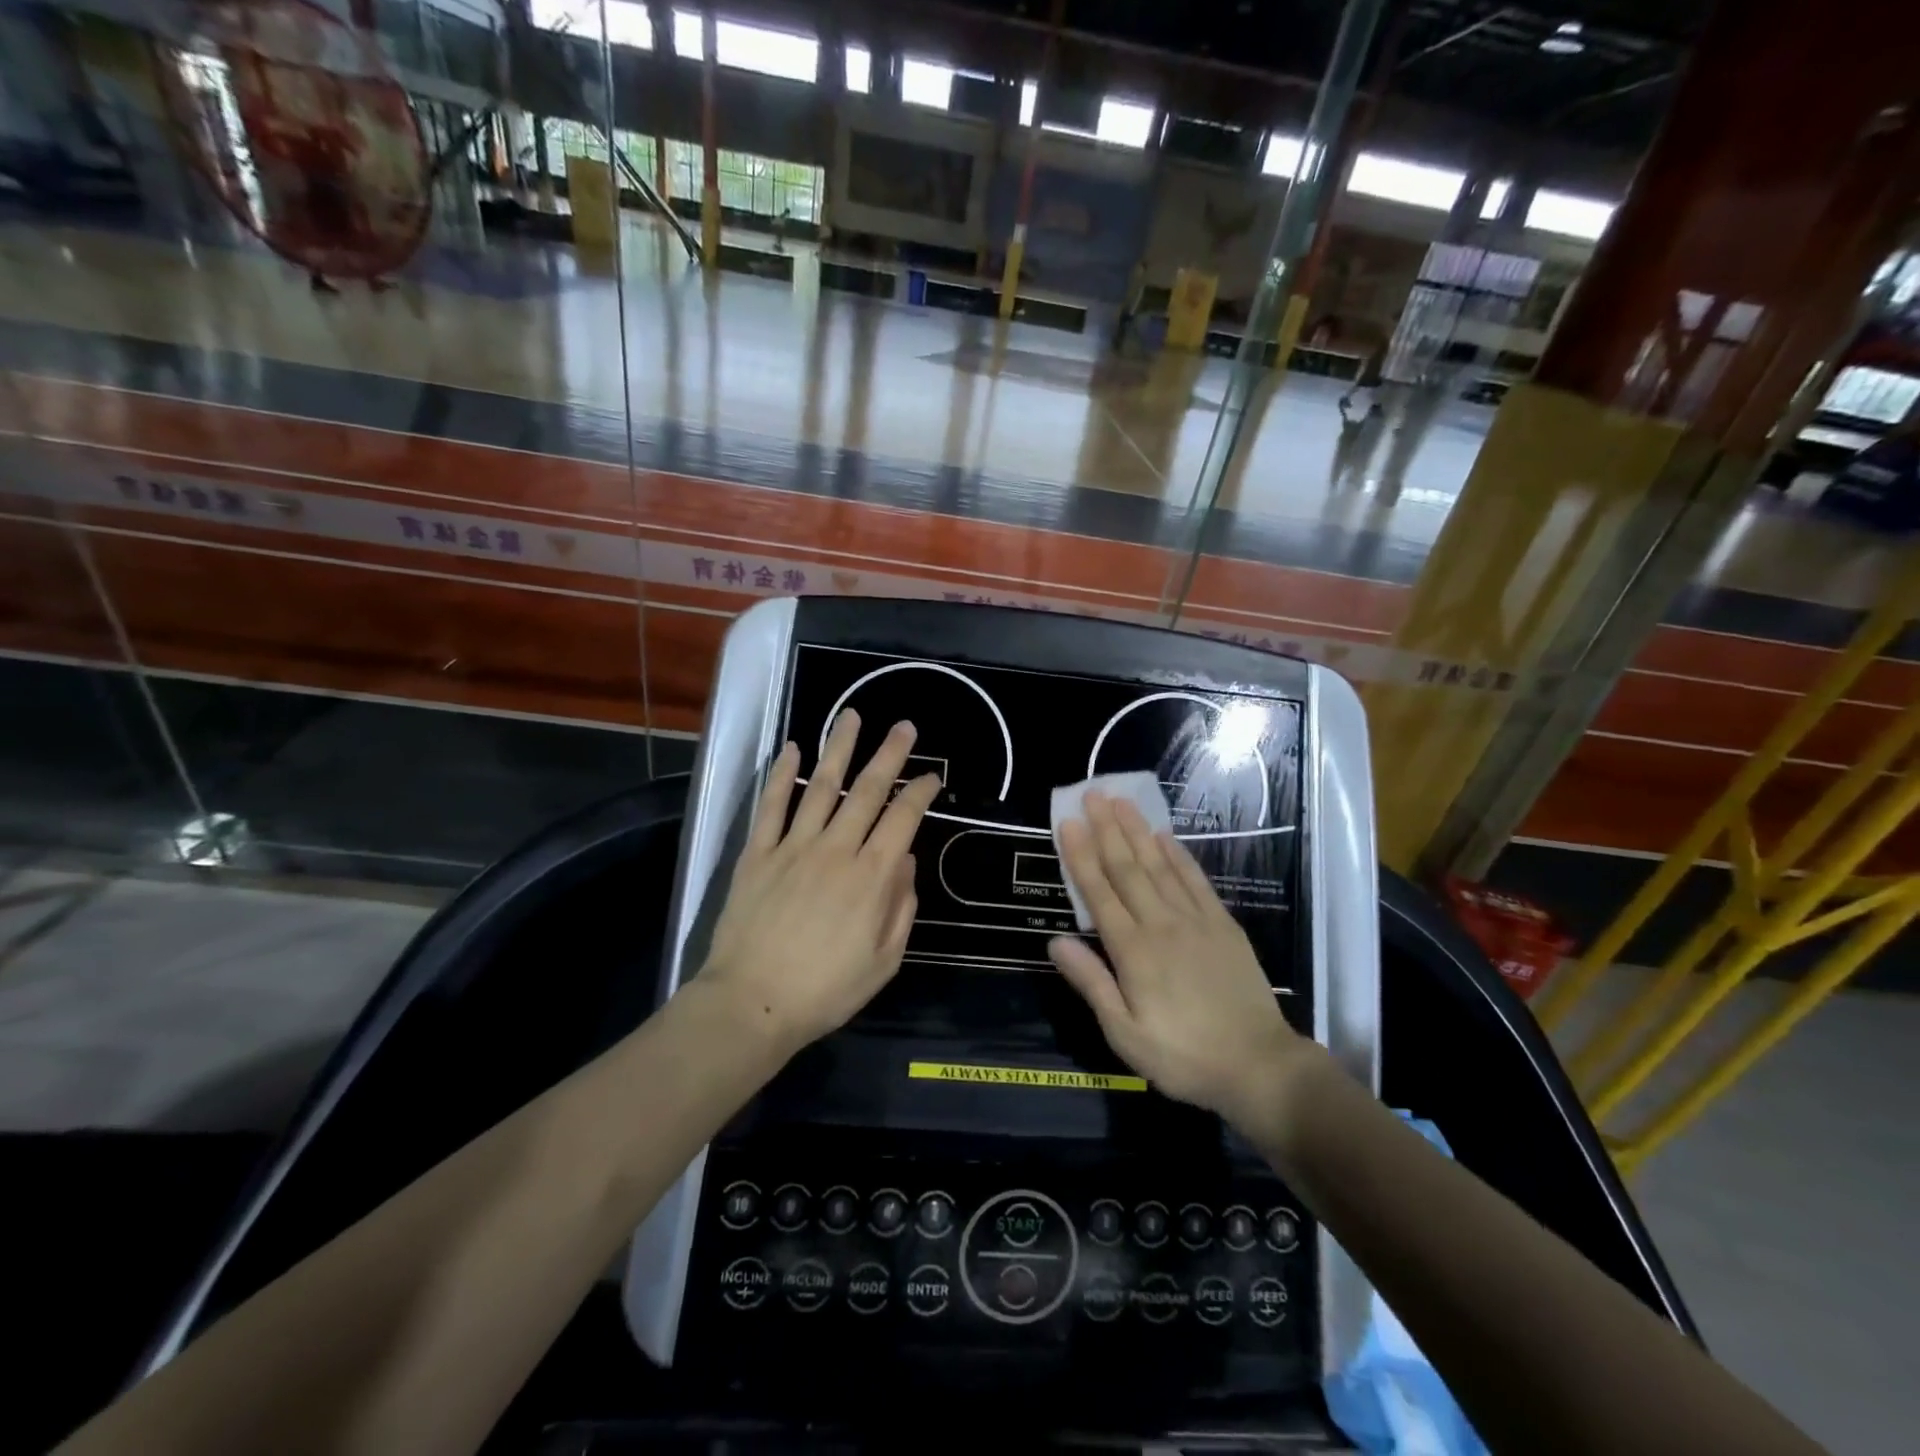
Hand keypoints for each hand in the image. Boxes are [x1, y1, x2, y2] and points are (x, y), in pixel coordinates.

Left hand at [698, 710, 940, 1055]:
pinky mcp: (758, 853)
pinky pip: (772, 805)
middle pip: (868, 790)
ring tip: (851, 717)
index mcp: (872, 876)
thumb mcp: (884, 960)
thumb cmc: (826, 989)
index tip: (932, 775)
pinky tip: (793, 748)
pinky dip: (782, 774)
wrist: (752, 1002)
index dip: (921, 791)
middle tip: (904, 726)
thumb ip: (901, 907)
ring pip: (821, 786)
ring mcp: (794, 846)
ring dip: (839, 748)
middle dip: (889, 754)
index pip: (903, 819)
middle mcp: (836, 849)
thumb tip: (906, 861)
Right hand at [1048, 792, 1316, 1134]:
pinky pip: (1194, 880)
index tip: (1068, 822)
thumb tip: (1054, 941)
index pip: (1099, 892)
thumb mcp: (1124, 1033)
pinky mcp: (1222, 924)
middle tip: (1093, 793)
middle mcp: (1161, 924)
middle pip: (1127, 868)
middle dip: (1107, 828)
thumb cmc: (1182, 1055)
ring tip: (1122, 801)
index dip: (1081, 855)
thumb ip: (1091, 983)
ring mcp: (1195, 920)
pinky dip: (1177, 855)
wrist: (1258, 1065)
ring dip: (1137, 831)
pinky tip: (1165, 836)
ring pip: (1159, 865)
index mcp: (1133, 951)